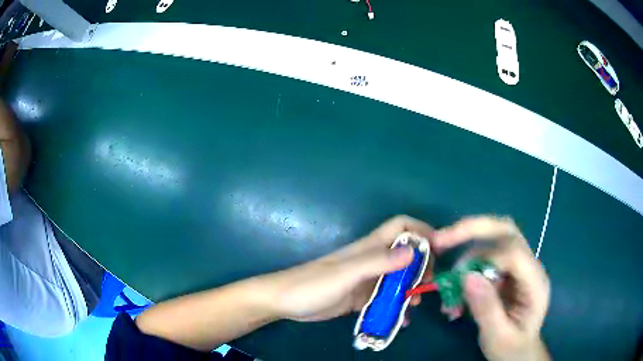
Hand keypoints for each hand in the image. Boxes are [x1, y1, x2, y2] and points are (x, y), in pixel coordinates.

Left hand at [265, 215, 433, 321]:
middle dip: (421, 264)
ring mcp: (366, 279)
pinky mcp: (361, 297)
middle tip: (426, 284)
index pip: (401, 226)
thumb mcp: (346, 274)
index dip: (421, 231)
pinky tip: (402, 318)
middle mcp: (371, 260)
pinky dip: (397, 305)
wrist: (285, 302)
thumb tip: (412, 251)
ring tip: (414, 304)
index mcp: (369, 247)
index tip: (437, 250)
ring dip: (410, 287)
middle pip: (405, 253)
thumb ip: (377, 262)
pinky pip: (386, 298)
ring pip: (398, 277)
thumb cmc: (313, 284)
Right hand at [433, 216, 550, 360]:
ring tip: (447, 281)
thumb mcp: (498, 336)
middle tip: (441, 240)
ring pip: (493, 239)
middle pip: (505, 231)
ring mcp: (518, 267)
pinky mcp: (506, 272)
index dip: (486, 258)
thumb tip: (467, 276)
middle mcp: (529, 266)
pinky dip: (466, 269)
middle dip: (473, 230)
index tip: (461, 279)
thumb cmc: (511, 348)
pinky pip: (484, 258)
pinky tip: (455, 292)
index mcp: (535, 282)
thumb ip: (486, 308)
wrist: (518, 352)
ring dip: (466, 253)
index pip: (514, 252)